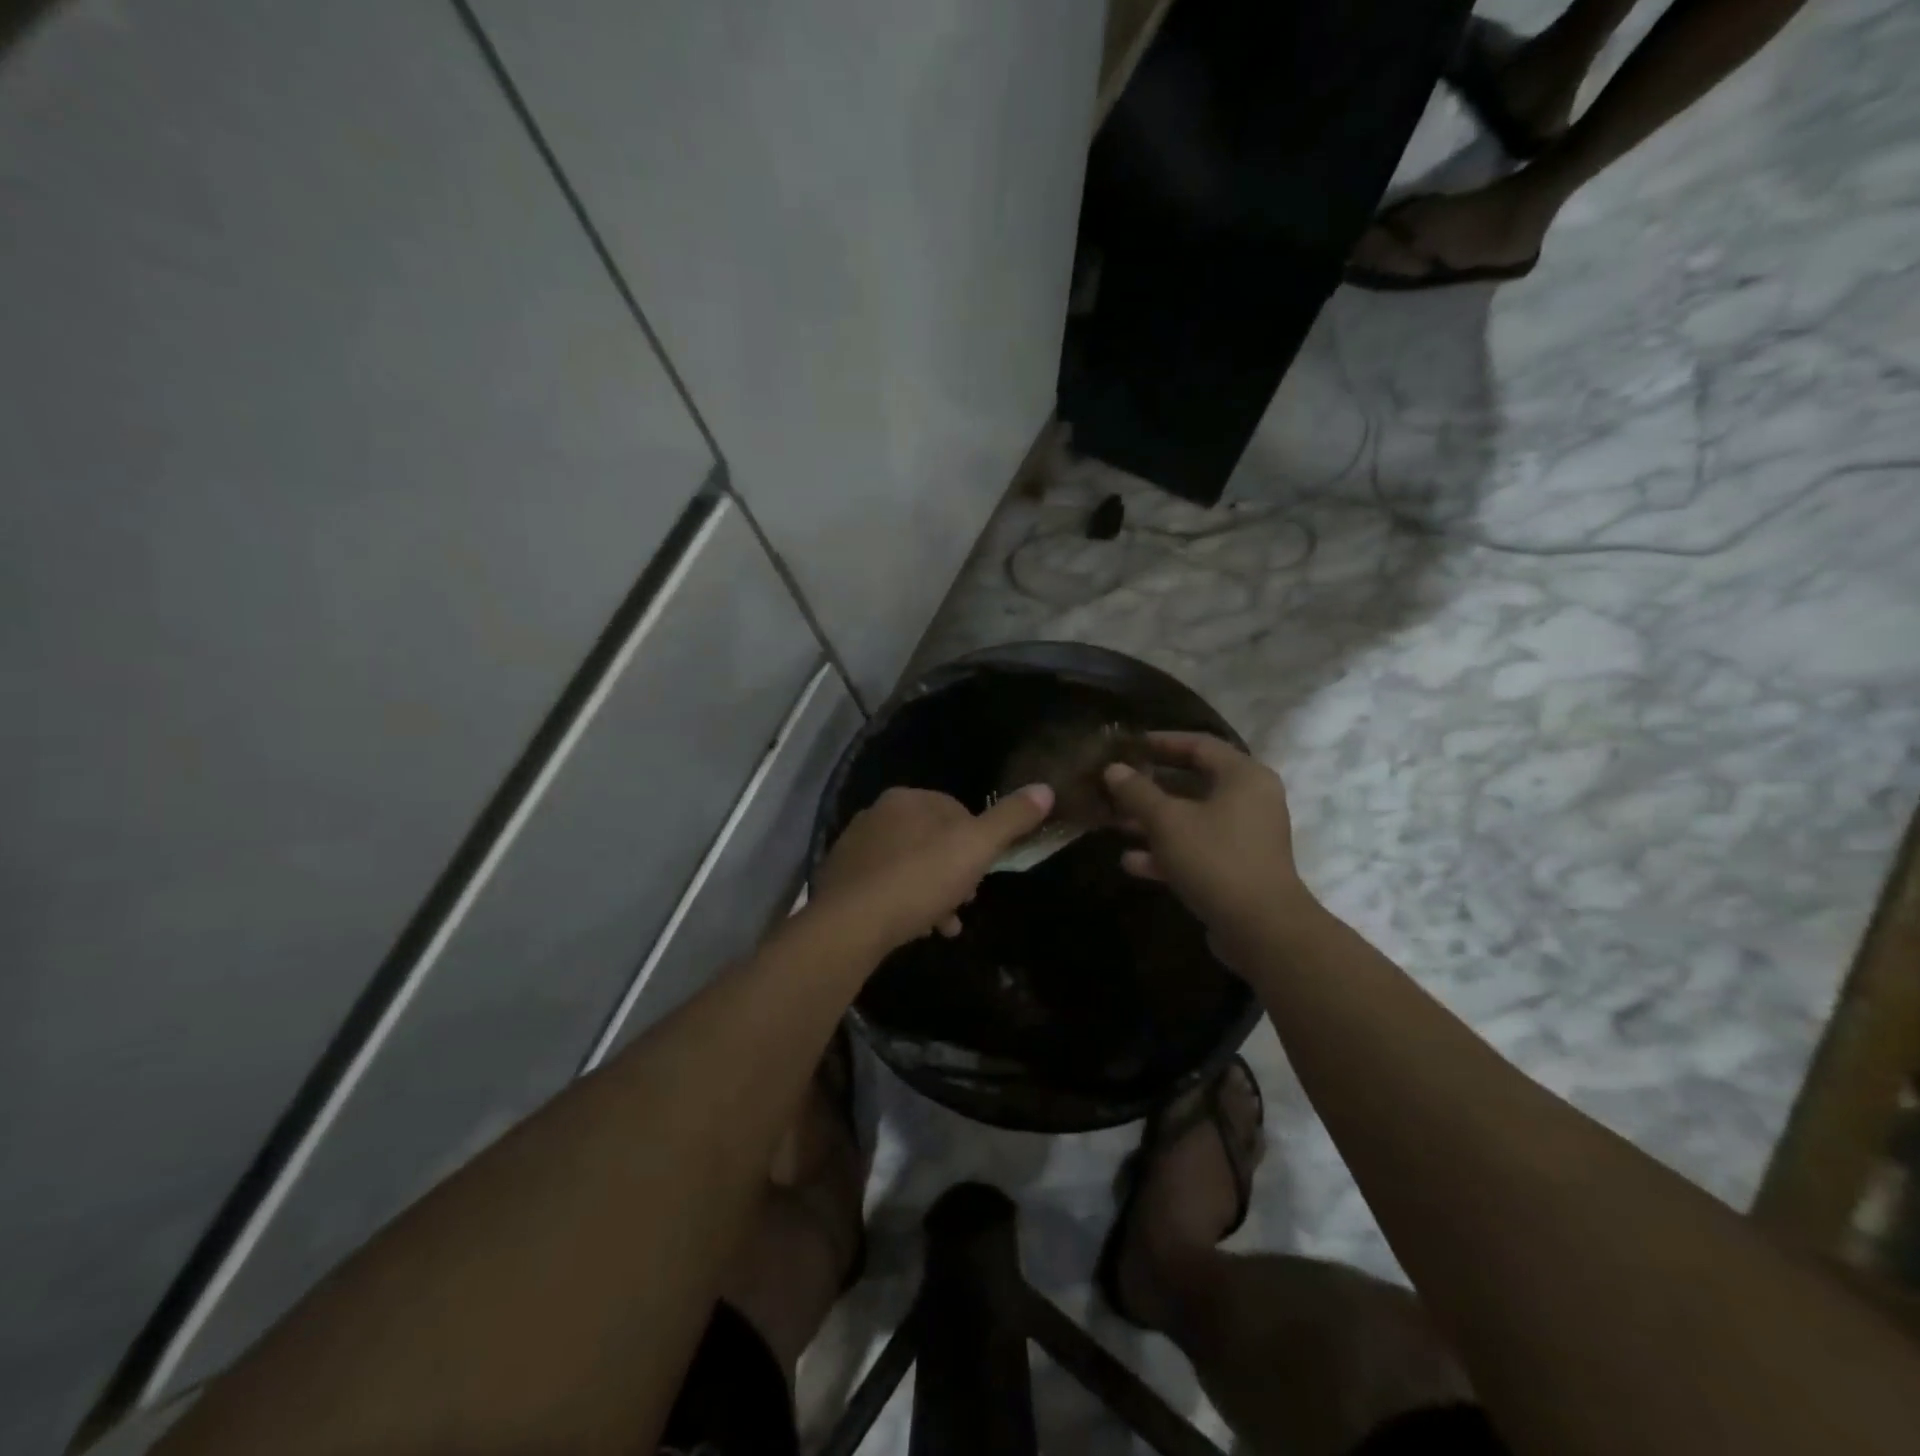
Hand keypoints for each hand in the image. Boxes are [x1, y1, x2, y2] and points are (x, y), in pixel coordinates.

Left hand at [811, 784, 1054, 951]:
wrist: (850, 923)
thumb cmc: (919, 879)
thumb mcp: (976, 848)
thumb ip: (1011, 819)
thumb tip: (1046, 789)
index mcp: (908, 798)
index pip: (956, 811)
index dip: (977, 842)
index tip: (984, 873)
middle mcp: (877, 813)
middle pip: (931, 840)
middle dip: (954, 871)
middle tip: (966, 902)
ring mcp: (855, 846)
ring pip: (909, 865)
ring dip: (932, 892)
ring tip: (944, 925)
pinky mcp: (841, 878)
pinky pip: (884, 885)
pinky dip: (903, 902)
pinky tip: (914, 927)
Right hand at [1102, 733, 1314, 960]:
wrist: (1262, 929)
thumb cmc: (1215, 859)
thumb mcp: (1167, 821)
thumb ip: (1138, 792)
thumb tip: (1113, 769)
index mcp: (1243, 776)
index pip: (1199, 745)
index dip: (1161, 742)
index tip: (1128, 746)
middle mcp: (1250, 800)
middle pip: (1194, 783)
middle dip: (1151, 787)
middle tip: (1116, 785)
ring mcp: (1246, 837)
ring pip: (1193, 818)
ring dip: (1154, 821)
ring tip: (1114, 823)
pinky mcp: (1238, 868)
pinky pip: (1198, 849)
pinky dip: (1168, 852)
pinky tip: (1131, 862)